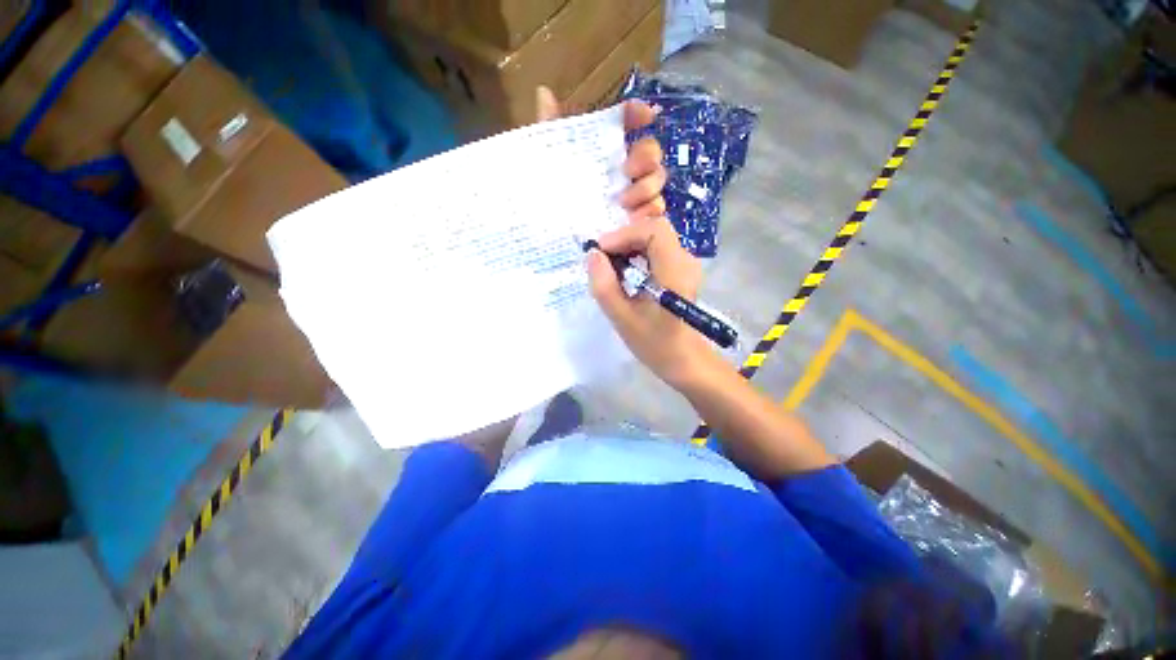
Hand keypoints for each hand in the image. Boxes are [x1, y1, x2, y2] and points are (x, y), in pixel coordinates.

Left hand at [536, 86, 665, 220]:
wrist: (554, 233)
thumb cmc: (552, 193)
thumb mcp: (547, 160)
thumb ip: (550, 130)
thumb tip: (543, 91)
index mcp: (605, 149)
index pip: (627, 122)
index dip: (637, 114)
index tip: (646, 115)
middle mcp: (623, 168)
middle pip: (650, 151)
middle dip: (645, 156)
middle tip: (627, 171)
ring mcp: (633, 194)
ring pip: (656, 180)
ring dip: (647, 186)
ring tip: (624, 201)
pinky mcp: (636, 218)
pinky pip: (655, 210)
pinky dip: (650, 211)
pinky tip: (635, 217)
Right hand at [586, 217, 711, 388]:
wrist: (683, 359)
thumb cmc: (654, 344)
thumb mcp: (622, 318)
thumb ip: (604, 285)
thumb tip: (593, 254)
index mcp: (675, 272)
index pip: (653, 230)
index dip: (623, 235)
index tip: (601, 253)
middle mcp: (685, 260)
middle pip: (653, 230)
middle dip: (623, 239)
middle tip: (602, 259)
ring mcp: (685, 263)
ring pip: (654, 237)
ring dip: (628, 246)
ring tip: (609, 266)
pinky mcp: (680, 269)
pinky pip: (656, 249)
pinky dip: (636, 253)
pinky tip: (623, 271)